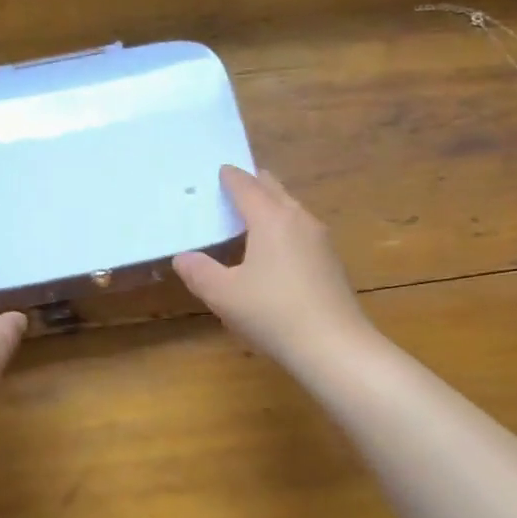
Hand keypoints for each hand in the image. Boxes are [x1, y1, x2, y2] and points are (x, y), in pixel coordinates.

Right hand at [174, 166, 374, 377]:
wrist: (333, 346)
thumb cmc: (272, 313)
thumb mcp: (224, 295)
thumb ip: (199, 272)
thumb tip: (183, 257)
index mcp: (271, 219)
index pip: (247, 187)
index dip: (231, 177)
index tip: (221, 171)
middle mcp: (299, 220)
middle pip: (274, 190)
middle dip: (254, 183)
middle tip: (235, 184)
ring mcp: (320, 240)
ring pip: (292, 209)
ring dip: (272, 205)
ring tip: (252, 215)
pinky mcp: (331, 262)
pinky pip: (302, 230)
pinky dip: (284, 226)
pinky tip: (276, 249)